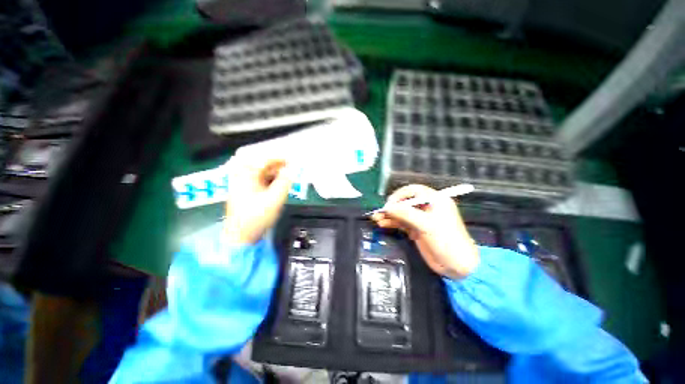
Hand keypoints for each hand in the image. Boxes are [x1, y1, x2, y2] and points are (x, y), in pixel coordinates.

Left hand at [223, 156, 291, 244]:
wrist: (241, 236)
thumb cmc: (256, 217)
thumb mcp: (274, 199)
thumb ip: (285, 182)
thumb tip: (292, 169)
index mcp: (245, 175)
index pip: (264, 159)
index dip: (280, 158)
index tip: (293, 159)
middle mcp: (242, 176)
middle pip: (262, 164)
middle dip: (278, 164)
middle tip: (291, 166)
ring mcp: (243, 184)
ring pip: (261, 172)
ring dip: (275, 172)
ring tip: (288, 174)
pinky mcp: (246, 191)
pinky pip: (260, 180)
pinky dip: (271, 179)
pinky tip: (279, 183)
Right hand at [371, 185, 478, 278]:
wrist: (458, 266)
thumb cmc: (447, 241)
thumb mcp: (427, 225)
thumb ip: (406, 214)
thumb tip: (387, 207)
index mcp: (435, 200)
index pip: (414, 191)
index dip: (400, 195)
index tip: (389, 203)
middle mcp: (427, 207)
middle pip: (405, 202)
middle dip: (392, 207)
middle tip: (379, 212)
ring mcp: (421, 219)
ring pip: (402, 213)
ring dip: (390, 216)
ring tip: (377, 219)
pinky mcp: (416, 229)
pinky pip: (402, 222)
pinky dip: (392, 223)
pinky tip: (383, 224)